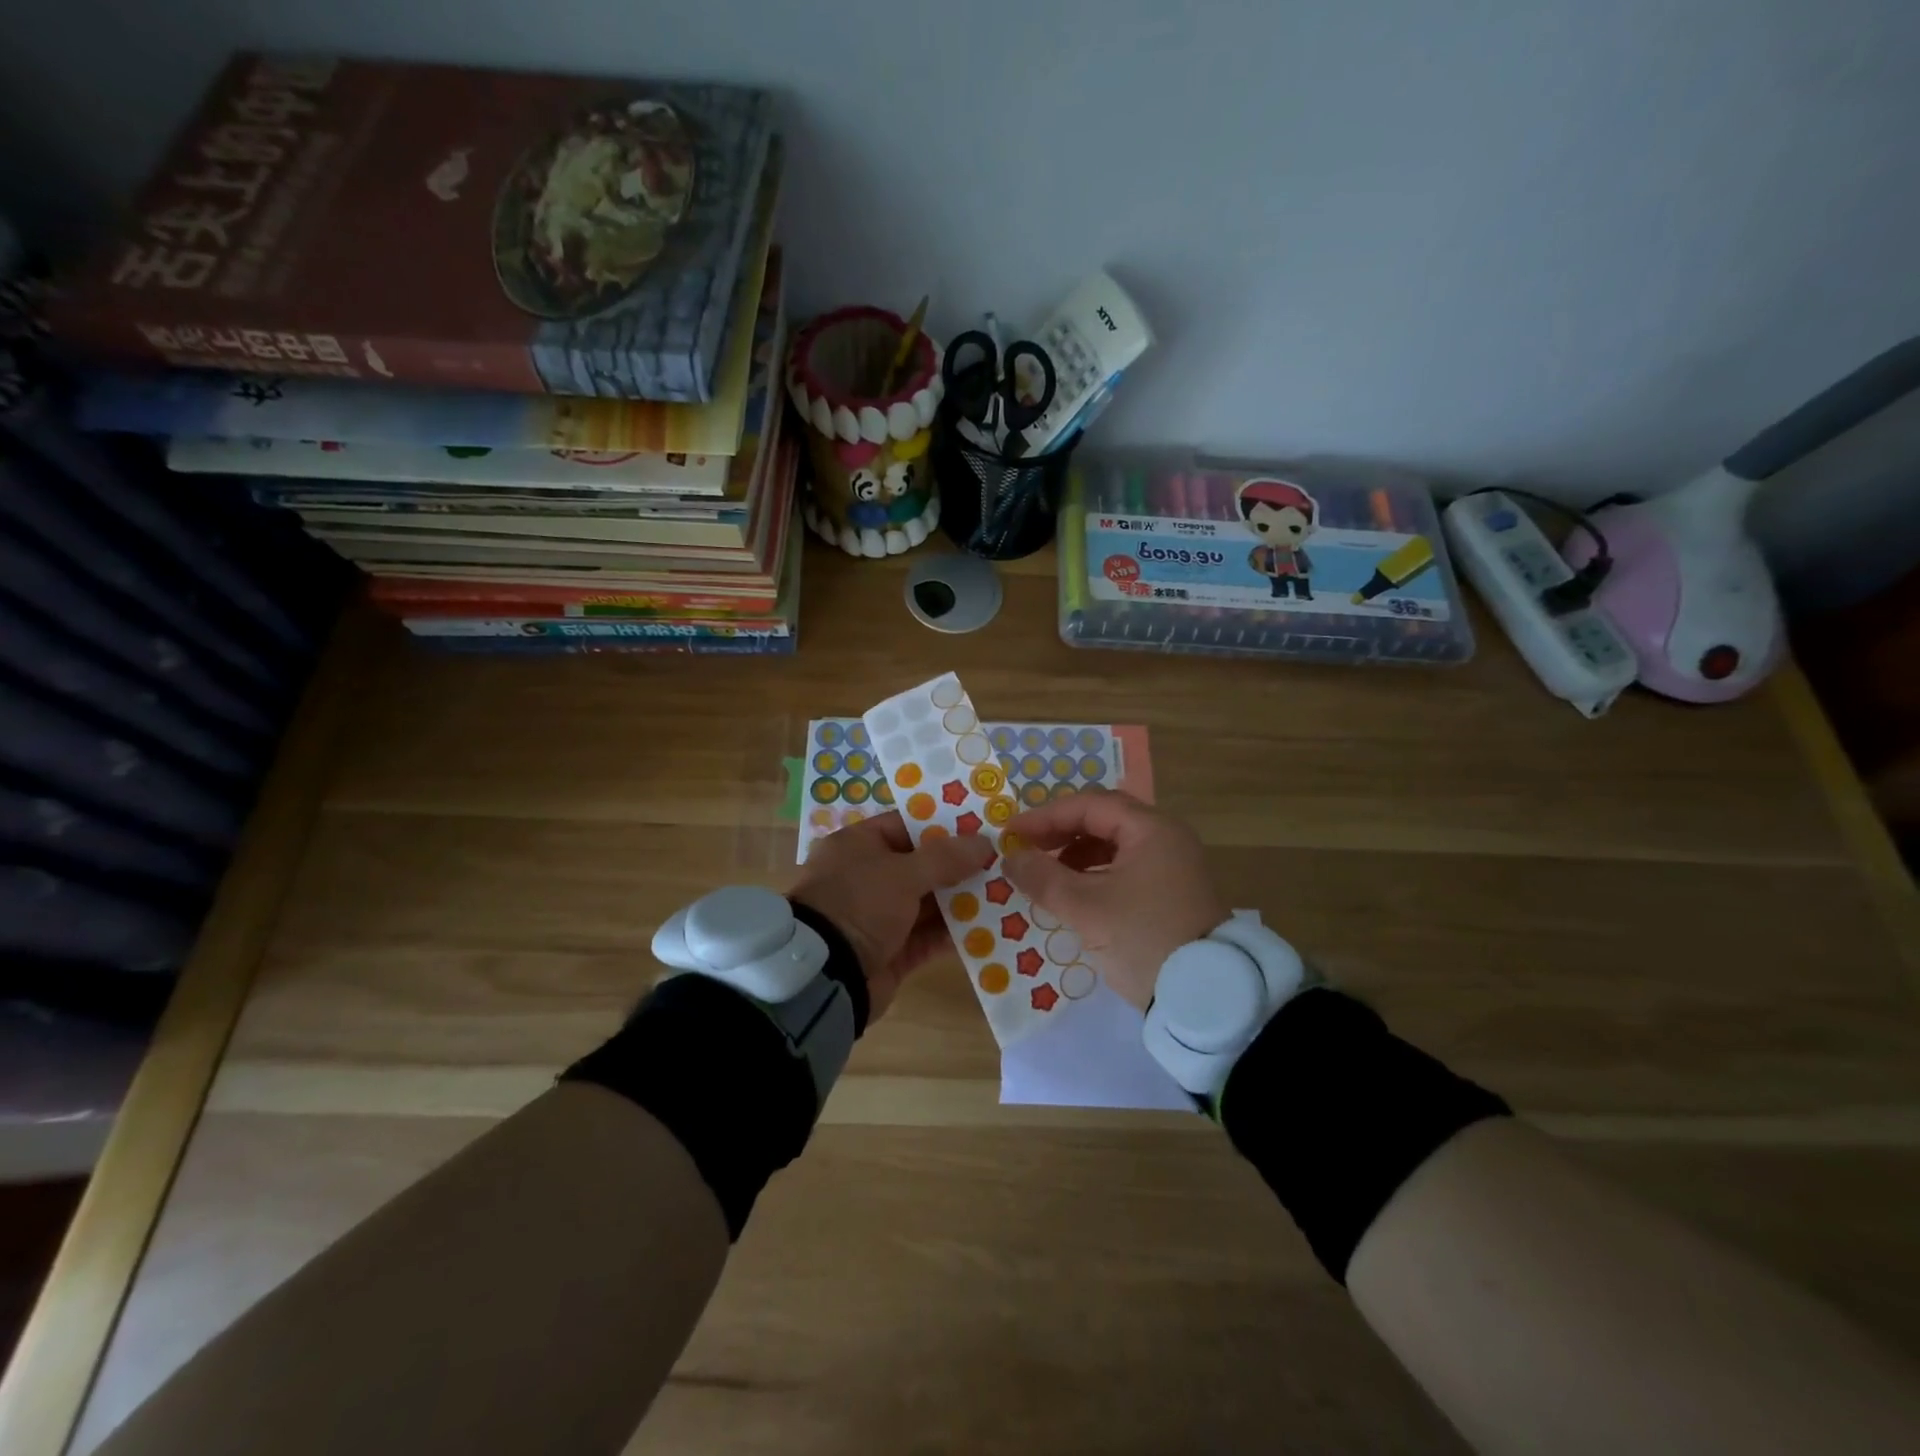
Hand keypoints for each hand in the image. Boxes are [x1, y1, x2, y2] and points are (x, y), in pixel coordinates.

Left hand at [789, 811, 993, 1020]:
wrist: (825, 976)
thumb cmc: (859, 905)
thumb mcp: (903, 873)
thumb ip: (945, 858)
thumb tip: (985, 842)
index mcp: (858, 846)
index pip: (906, 825)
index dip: (944, 826)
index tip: (982, 828)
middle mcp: (866, 877)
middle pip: (921, 865)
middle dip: (959, 866)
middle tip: (1002, 862)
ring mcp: (878, 917)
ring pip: (927, 903)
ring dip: (961, 901)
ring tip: (1004, 893)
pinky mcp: (891, 952)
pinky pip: (927, 937)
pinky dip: (953, 933)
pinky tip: (989, 928)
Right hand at [1002, 789, 1227, 1010]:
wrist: (1206, 997)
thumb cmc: (1144, 938)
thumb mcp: (1087, 908)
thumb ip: (1044, 878)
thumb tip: (1011, 858)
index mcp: (1151, 829)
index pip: (1090, 805)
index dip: (1046, 816)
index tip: (1013, 834)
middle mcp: (1166, 838)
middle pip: (1104, 821)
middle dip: (1061, 832)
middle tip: (1027, 849)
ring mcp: (1173, 866)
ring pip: (1115, 846)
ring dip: (1077, 855)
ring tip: (1046, 875)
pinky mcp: (1172, 894)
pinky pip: (1126, 869)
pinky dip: (1096, 875)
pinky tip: (1074, 895)